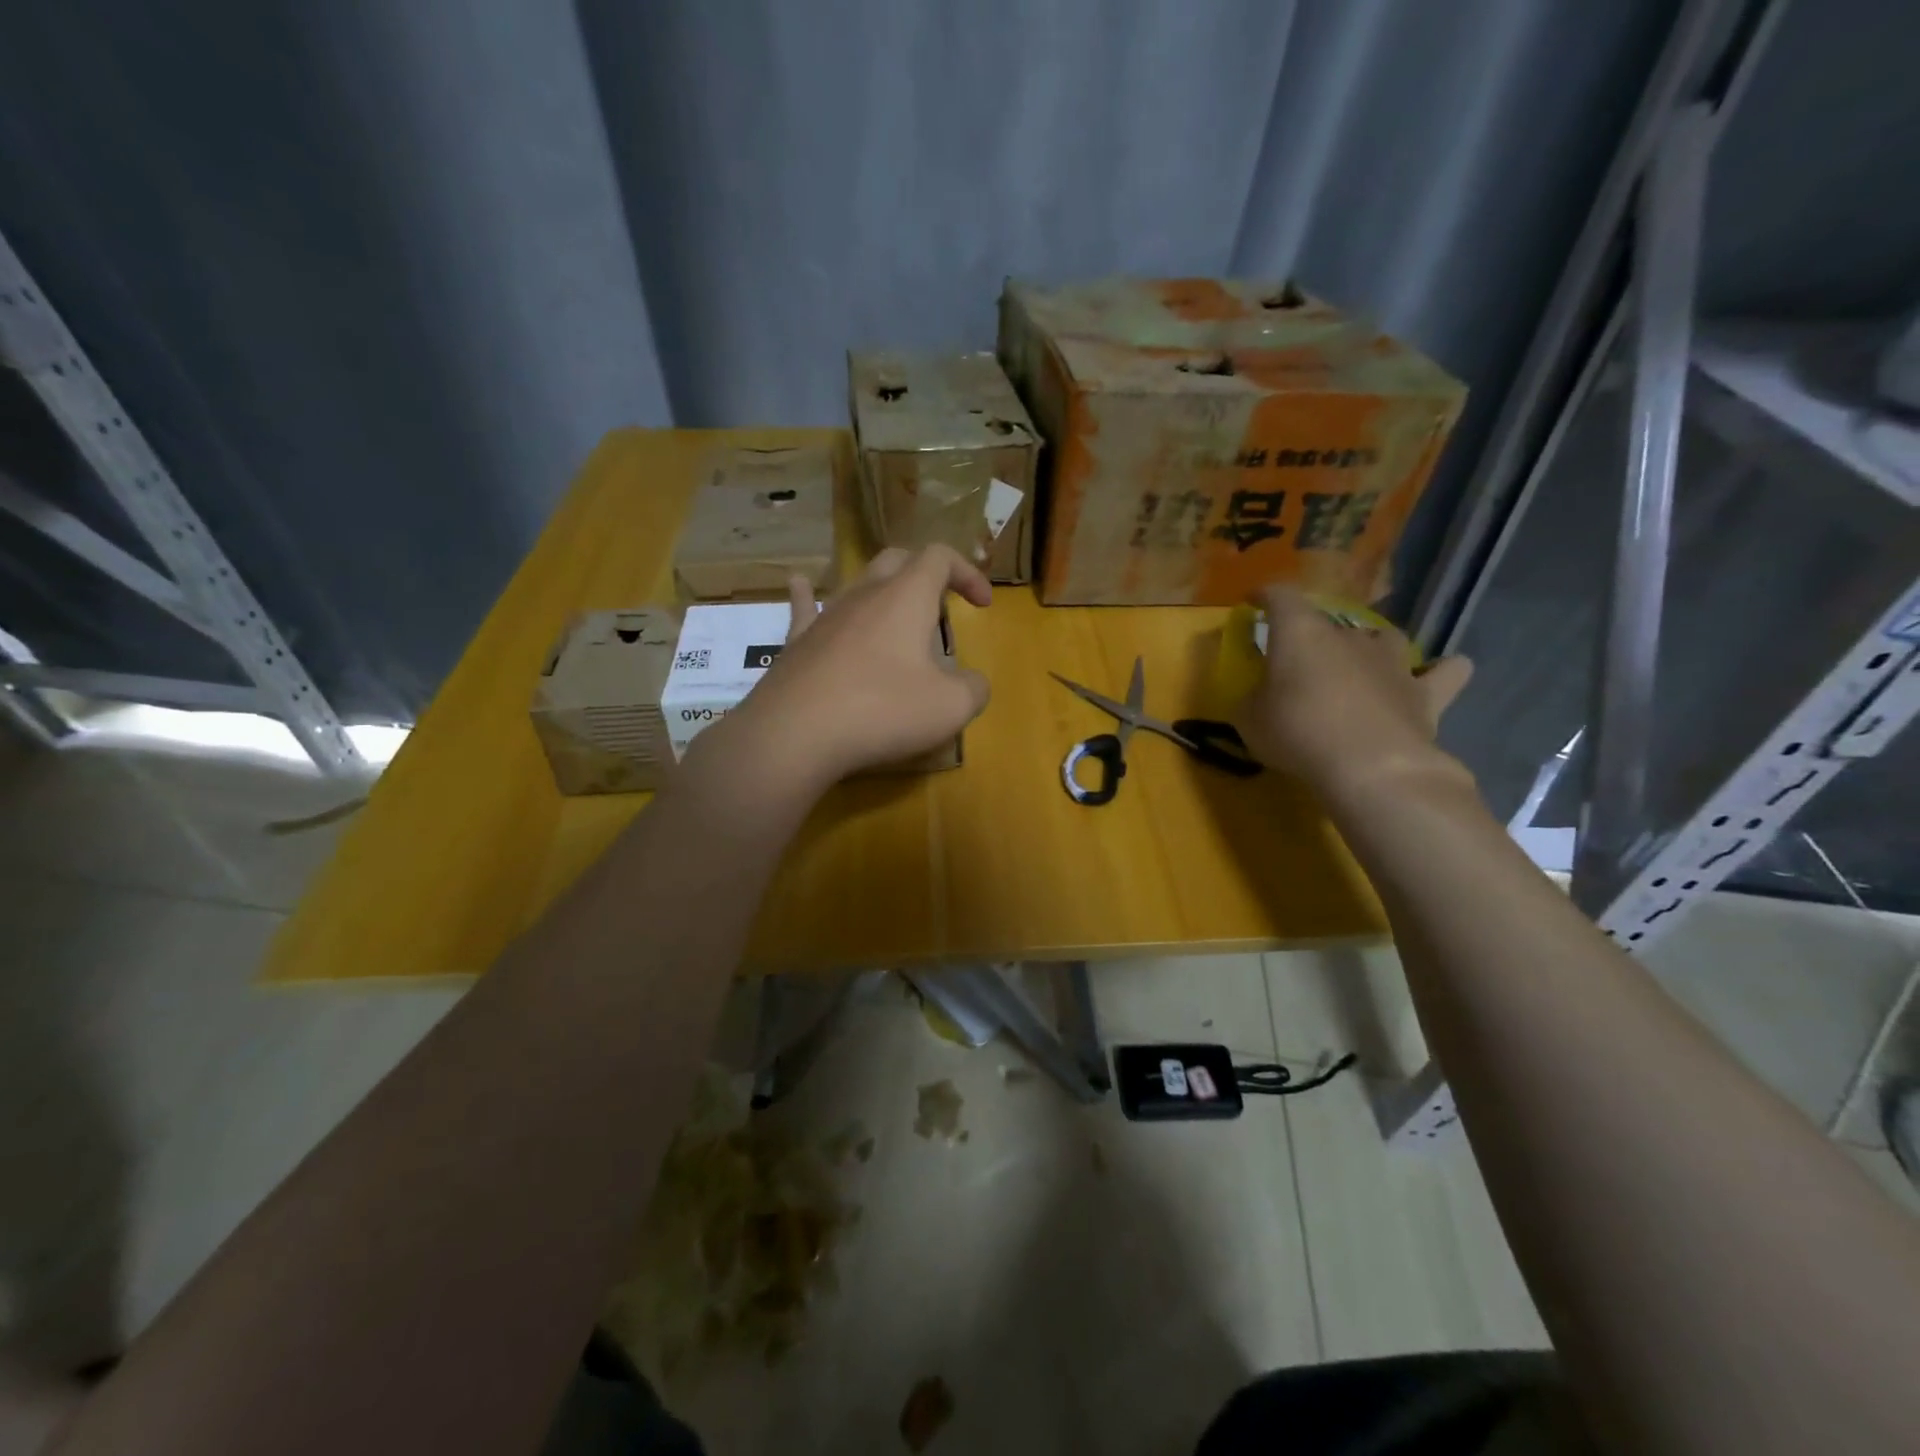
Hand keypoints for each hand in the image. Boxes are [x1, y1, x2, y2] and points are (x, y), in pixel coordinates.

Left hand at [718, 545, 991, 791]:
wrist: (796, 733)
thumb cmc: (883, 711)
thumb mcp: (950, 707)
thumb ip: (973, 689)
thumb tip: (973, 684)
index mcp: (907, 597)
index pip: (940, 557)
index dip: (967, 572)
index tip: (982, 604)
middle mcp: (865, 594)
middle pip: (898, 560)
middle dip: (926, 575)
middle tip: (941, 610)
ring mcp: (826, 615)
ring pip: (856, 583)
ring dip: (882, 591)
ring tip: (893, 611)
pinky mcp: (797, 642)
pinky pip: (804, 607)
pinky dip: (808, 595)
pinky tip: (799, 583)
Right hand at [1236, 586, 1473, 801]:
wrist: (1370, 766)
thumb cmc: (1298, 733)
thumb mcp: (1249, 720)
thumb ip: (1251, 699)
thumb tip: (1258, 696)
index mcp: (1301, 633)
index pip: (1280, 597)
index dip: (1266, 595)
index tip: (1254, 601)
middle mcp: (1349, 636)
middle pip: (1330, 623)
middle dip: (1313, 638)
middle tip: (1300, 663)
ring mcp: (1393, 661)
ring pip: (1386, 638)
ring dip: (1372, 647)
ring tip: (1361, 664)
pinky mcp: (1427, 692)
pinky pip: (1445, 672)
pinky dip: (1442, 671)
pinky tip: (1439, 673)